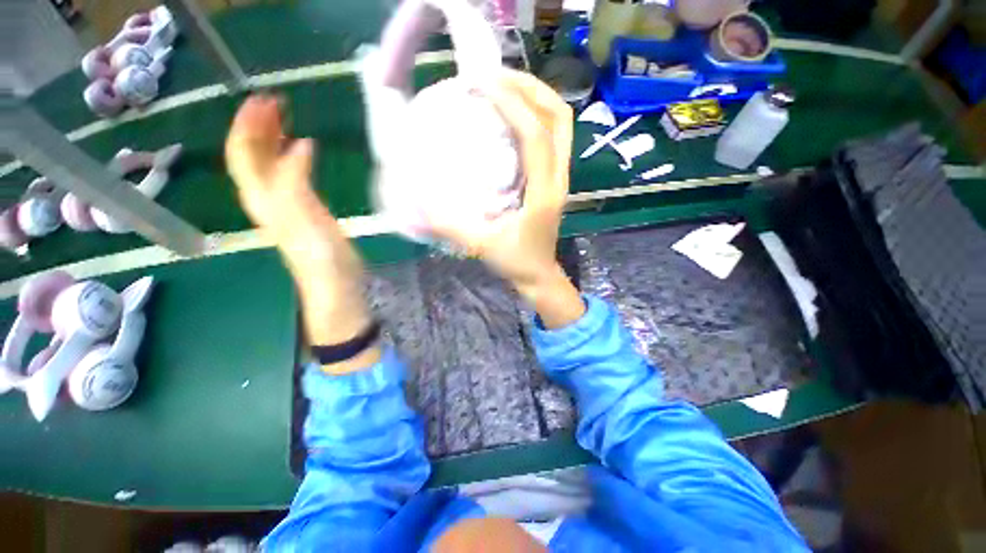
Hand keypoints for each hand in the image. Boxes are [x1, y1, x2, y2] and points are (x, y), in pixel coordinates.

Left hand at [225, 94, 319, 237]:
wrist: (333, 277)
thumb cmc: (316, 249)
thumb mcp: (300, 211)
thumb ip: (295, 176)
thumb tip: (301, 143)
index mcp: (259, 193)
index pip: (242, 151)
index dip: (247, 124)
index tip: (261, 100)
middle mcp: (265, 194)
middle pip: (252, 154)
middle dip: (258, 125)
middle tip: (275, 102)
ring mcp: (285, 201)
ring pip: (270, 162)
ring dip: (273, 137)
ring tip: (285, 117)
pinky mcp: (304, 207)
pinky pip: (290, 173)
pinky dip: (292, 155)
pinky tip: (302, 148)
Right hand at [427, 70, 583, 327]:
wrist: (539, 275)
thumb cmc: (516, 262)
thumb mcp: (481, 245)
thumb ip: (449, 224)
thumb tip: (417, 199)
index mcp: (544, 193)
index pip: (536, 135)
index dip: (512, 104)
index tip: (481, 84)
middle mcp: (559, 178)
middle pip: (559, 117)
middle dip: (530, 88)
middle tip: (494, 77)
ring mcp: (561, 176)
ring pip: (561, 123)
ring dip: (535, 97)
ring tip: (503, 86)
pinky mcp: (555, 178)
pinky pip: (553, 136)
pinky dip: (535, 115)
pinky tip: (511, 115)